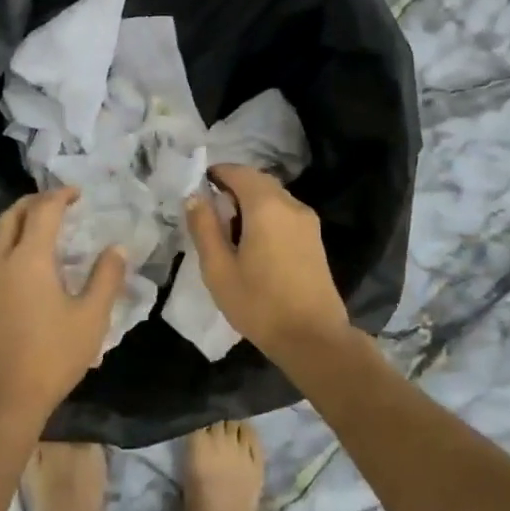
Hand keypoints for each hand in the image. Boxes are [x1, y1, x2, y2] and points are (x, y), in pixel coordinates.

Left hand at [0, 189, 126, 428]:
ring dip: (18, 220)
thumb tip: (116, 248)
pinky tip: (27, 261)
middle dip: (34, 201)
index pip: (43, 211)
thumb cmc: (51, 357)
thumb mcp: (91, 319)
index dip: (61, 196)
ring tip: (43, 226)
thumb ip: (106, 278)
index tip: (79, 193)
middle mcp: (1, 261)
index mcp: (29, 259)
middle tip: (59, 202)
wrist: (1, 400)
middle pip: (12, 215)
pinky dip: (10, 241)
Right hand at [184, 165, 352, 359]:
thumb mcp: (218, 269)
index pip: (239, 172)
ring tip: (230, 230)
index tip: (198, 187)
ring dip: (250, 201)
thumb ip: (204, 227)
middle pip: (258, 181)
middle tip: (211, 211)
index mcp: (266, 206)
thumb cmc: (259, 303)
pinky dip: (266, 214)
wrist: (313, 338)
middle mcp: (290, 204)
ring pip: (273, 196)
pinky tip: (254, 242)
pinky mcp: (315, 238)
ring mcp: (307, 221)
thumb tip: (194, 196)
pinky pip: (285, 212)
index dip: (217, 173)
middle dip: (233, 187)